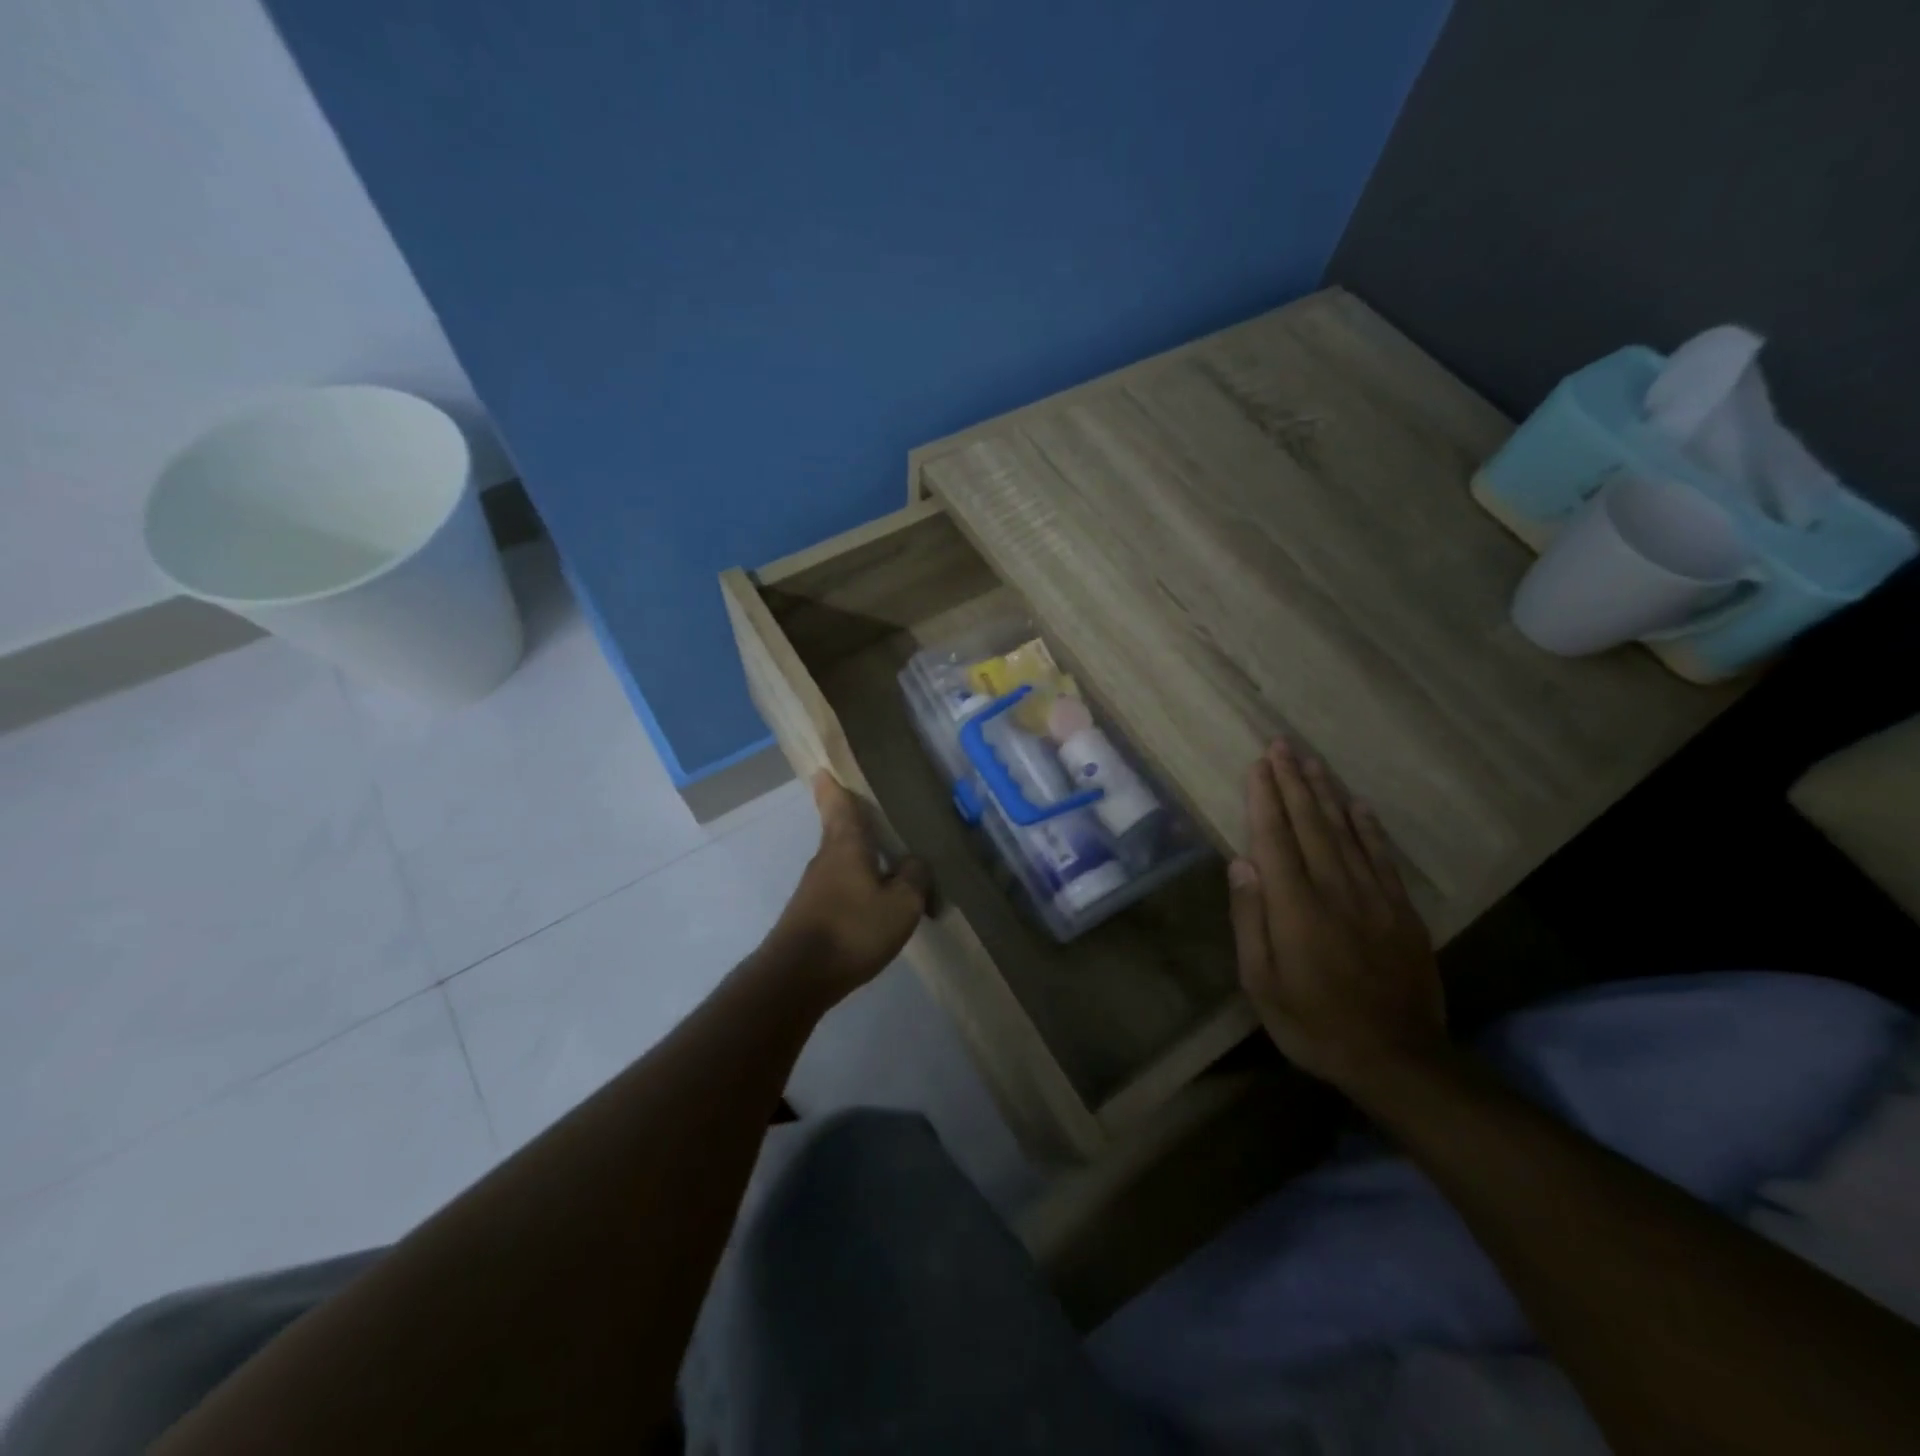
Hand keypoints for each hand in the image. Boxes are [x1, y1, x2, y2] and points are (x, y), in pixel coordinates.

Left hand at [765, 772, 930, 1000]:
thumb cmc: (852, 930)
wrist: (797, 977)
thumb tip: (914, 861)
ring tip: (890, 863)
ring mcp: (814, 889)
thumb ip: (914, 877)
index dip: (832, 787)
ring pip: (842, 862)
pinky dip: (858, 887)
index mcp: (846, 845)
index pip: (838, 805)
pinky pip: (841, 889)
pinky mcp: (811, 914)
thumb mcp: (901, 904)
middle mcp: (826, 859)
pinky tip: (876, 903)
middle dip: (855, 823)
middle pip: (840, 832)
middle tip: (877, 814)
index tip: (823, 769)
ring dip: (861, 859)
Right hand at [1228, 740, 1446, 1093]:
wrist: (1398, 1058)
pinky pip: (1382, 857)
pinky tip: (1357, 804)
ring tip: (1311, 761)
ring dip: (1326, 793)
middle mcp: (1335, 890)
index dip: (1265, 798)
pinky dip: (1368, 827)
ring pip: (1346, 832)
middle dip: (1293, 782)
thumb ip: (1251, 919)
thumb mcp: (1261, 983)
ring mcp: (1374, 897)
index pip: (1275, 839)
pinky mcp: (1401, 910)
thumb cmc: (1313, 1023)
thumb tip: (1241, 863)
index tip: (1258, 765)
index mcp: (1295, 907)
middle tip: (1281, 745)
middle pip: (1311, 824)